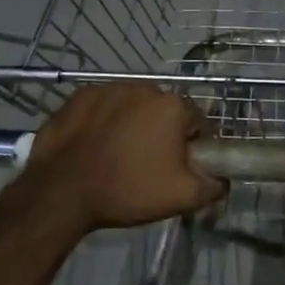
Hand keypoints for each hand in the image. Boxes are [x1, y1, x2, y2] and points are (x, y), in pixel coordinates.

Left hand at [18, 84, 223, 234]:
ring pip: (131, 107)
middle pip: (163, 112)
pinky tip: (93, 146)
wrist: (62, 191)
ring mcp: (107, 88)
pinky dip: (102, 122)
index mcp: (172, 106)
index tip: (178, 168)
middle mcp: (143, 87)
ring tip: (116, 155)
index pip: (196, 123)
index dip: (192, 147)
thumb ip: (214, 185)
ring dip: (130, 125)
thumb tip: (222, 178)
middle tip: (147, 165)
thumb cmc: (128, 190)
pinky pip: (101, 108)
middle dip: (160, 133)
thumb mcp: (182, 197)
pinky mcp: (78, 96)